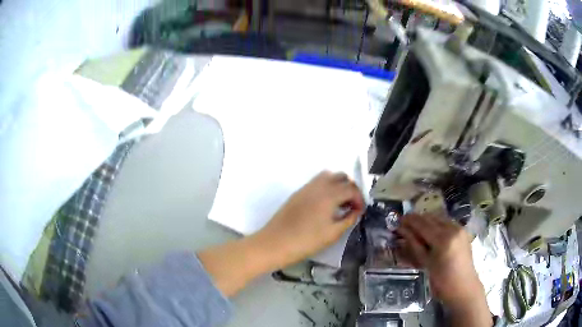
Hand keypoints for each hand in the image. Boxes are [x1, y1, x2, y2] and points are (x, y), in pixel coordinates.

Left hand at [257, 171, 364, 266]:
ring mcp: (306, 187)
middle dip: (350, 189)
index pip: (351, 188)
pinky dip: (326, 187)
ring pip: (328, 176)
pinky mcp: (298, 193)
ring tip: (339, 203)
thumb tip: (355, 211)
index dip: (359, 199)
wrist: (275, 243)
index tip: (359, 211)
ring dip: (338, 185)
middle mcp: (319, 186)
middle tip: (351, 205)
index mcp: (330, 195)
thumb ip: (348, 219)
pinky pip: (316, 182)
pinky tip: (325, 204)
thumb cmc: (306, 241)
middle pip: (341, 177)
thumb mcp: (332, 234)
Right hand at [395, 214, 489, 325]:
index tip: (398, 219)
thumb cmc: (442, 281)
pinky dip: (436, 224)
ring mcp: (459, 229)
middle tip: (405, 224)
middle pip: (431, 218)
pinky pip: (447, 222)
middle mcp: (453, 228)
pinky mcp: (463, 231)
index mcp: (443, 239)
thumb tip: (402, 231)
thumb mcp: (426, 264)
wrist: (464, 287)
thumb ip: (415, 245)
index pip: (423, 224)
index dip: (409, 221)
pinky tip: (430, 232)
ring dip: (427, 221)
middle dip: (417, 219)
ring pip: (439, 218)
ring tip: (416, 228)